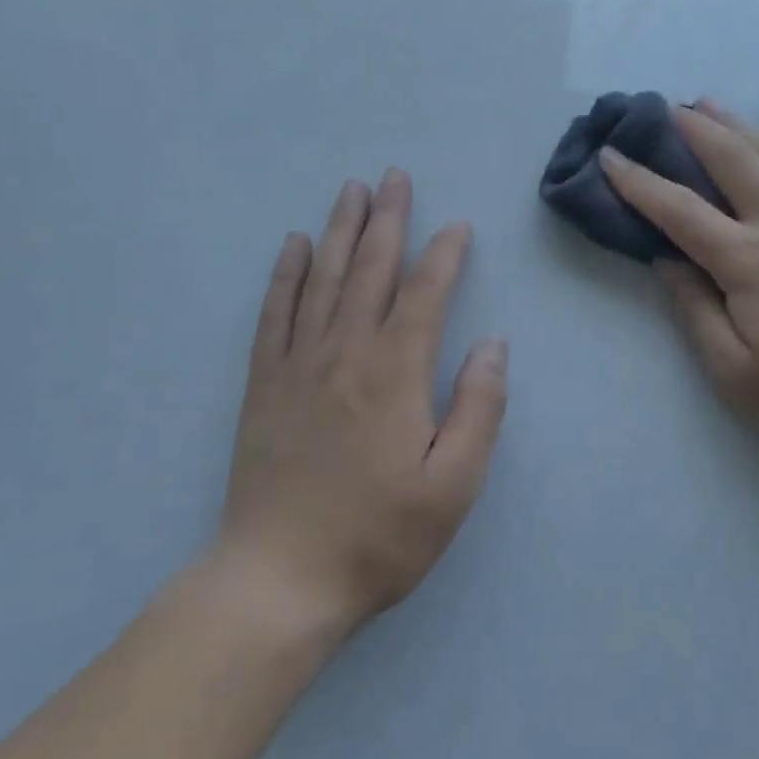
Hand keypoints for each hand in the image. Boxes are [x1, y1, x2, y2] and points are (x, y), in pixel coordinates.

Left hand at [203, 171, 507, 637]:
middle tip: (394, 176)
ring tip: (351, 189)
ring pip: (323, 278)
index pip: (424, 294)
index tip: (457, 226)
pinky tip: (294, 245)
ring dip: (340, 229)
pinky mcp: (264, 384)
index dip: (444, 255)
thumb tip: (493, 345)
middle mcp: (345, 352)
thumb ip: (479, 409)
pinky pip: (275, 313)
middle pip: (370, 268)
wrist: (277, 583)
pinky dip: (285, 273)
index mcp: (395, 373)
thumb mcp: (453, 486)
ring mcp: (299, 364)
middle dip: (387, 219)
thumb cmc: (378, 536)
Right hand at [600, 101, 758, 466]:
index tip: (610, 156)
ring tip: (709, 103)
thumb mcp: (735, 373)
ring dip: (737, 125)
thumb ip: (695, 311)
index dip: (638, 182)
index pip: (680, 211)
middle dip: (693, 130)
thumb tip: (668, 261)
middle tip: (664, 108)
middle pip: (731, 161)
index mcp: (747, 262)